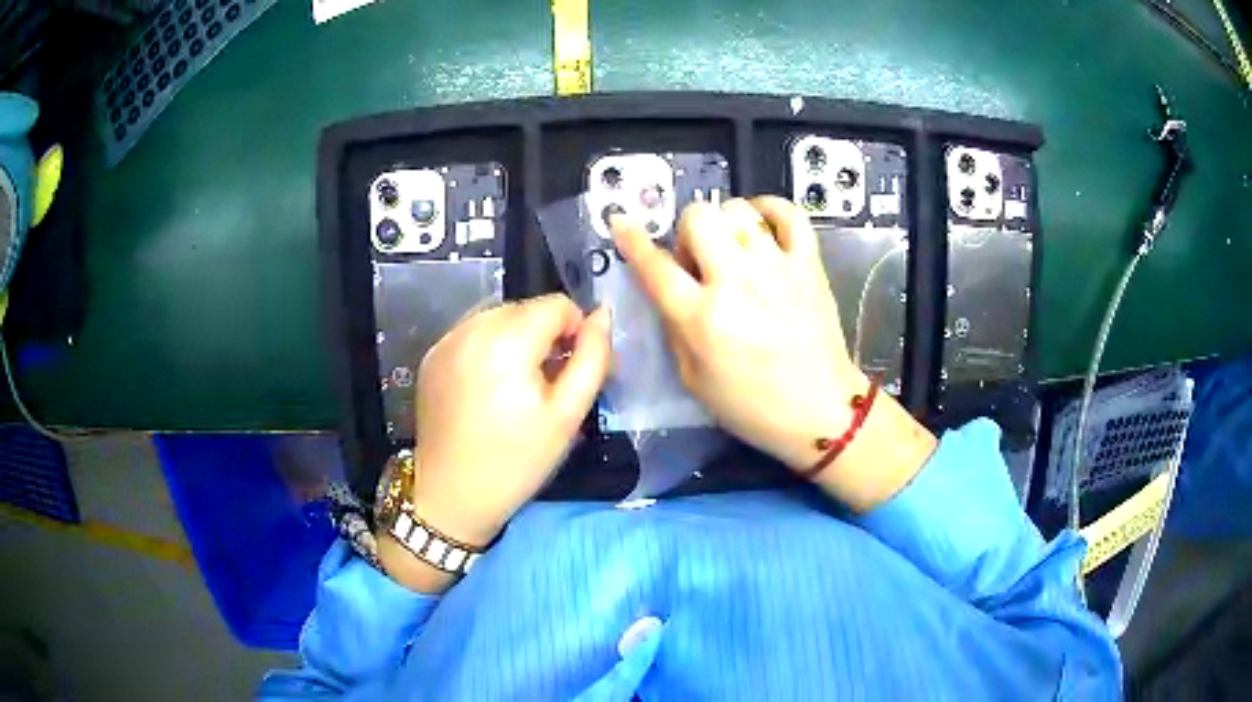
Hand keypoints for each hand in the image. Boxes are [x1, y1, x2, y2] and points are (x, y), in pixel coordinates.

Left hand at [404, 294, 610, 545]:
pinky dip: (488, 348)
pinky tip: (488, 388)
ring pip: (497, 317)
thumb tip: (603, 314)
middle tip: (548, 385)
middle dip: (544, 336)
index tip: (572, 371)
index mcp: (507, 340)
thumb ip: (593, 358)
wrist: (451, 496)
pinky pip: (471, 334)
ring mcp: (445, 340)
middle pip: (526, 309)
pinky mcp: (431, 356)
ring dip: (516, 340)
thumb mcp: (568, 415)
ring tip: (517, 387)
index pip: (557, 304)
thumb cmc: (517, 461)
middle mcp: (471, 327)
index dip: (575, 332)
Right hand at [613, 197, 934, 510]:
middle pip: (698, 218)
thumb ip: (675, 328)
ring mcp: (777, 269)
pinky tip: (761, 223)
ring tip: (733, 248)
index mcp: (702, 320)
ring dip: (725, 223)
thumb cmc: (751, 406)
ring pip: (739, 210)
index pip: (656, 267)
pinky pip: (790, 214)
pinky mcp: (809, 266)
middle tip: (698, 259)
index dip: (633, 241)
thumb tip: (667, 289)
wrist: (819, 412)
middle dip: (687, 231)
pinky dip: (771, 208)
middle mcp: (737, 284)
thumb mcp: (693, 380)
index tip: (621, 222)